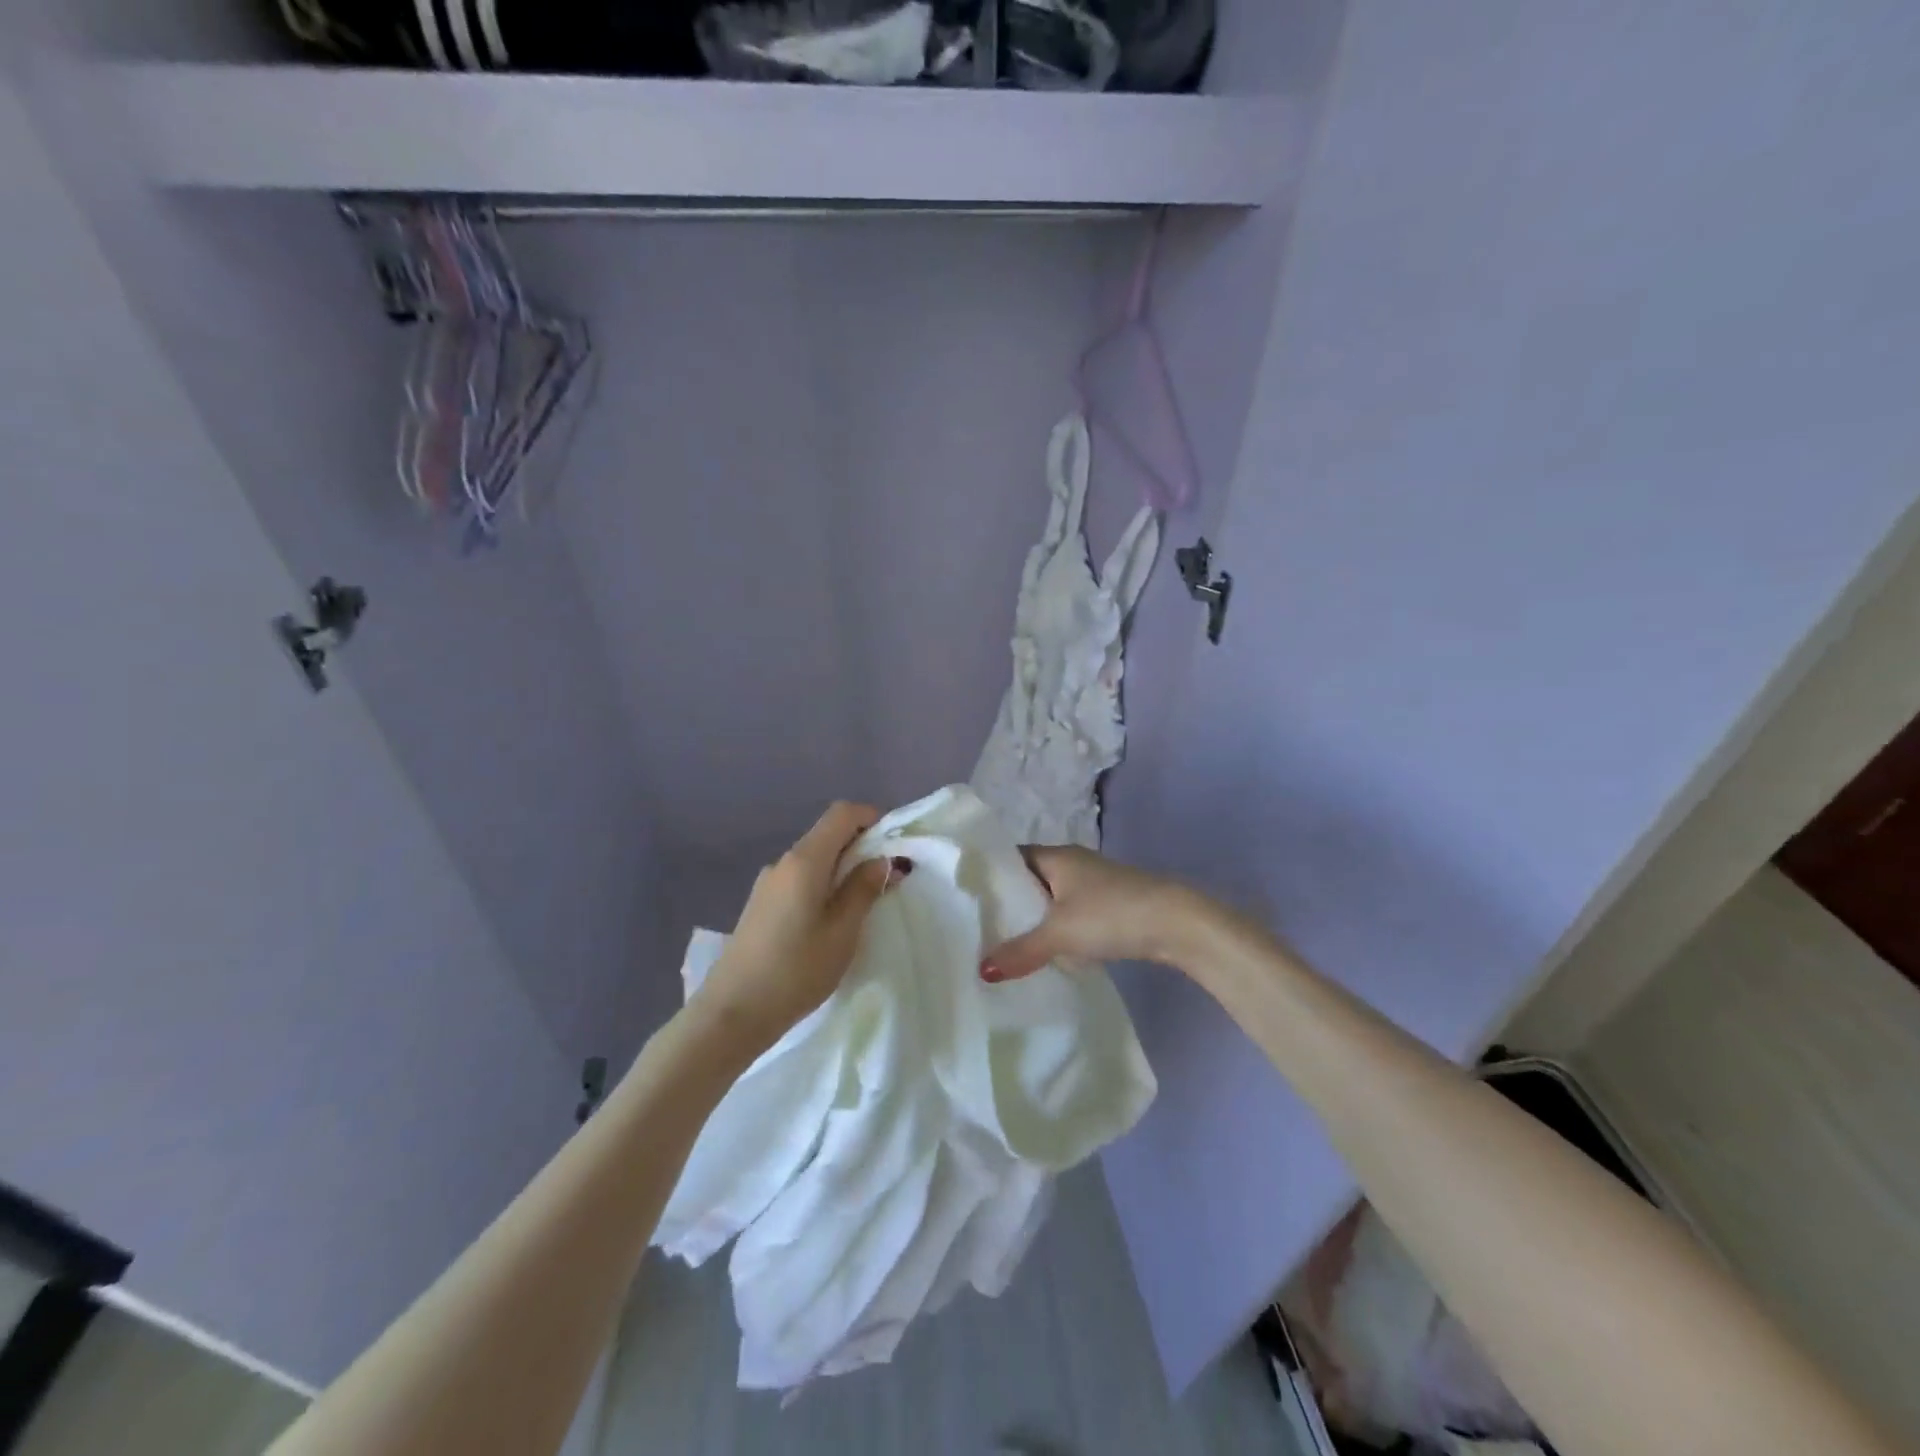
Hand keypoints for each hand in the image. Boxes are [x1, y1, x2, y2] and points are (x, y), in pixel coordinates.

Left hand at [689, 801, 911, 1052]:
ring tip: (862, 906)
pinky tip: (829, 921)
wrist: (732, 1013)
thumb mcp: (842, 932)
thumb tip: (882, 860)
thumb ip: (864, 890)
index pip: (842, 813)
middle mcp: (783, 862)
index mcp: (805, 860)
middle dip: (861, 847)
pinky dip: (823, 886)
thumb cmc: (795, 970)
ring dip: (842, 870)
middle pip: (827, 835)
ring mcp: (768, 884)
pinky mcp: (760, 905)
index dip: (871, 818)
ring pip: (814, 860)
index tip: (894, 845)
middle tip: (887, 880)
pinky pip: (800, 880)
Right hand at [979, 845, 1202, 981]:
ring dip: (1034, 918)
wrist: (1176, 923)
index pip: (1010, 857)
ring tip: (1003, 942)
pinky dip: (1056, 929)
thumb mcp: (1060, 934)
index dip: (988, 874)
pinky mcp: (1109, 906)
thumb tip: (982, 969)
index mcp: (1055, 856)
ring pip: (1051, 898)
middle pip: (1029, 879)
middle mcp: (1072, 863)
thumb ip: (1020, 950)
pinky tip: (1045, 951)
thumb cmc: (1111, 914)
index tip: (964, 896)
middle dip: (1008, 901)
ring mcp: (1093, 884)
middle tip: (977, 926)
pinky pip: (1070, 913)